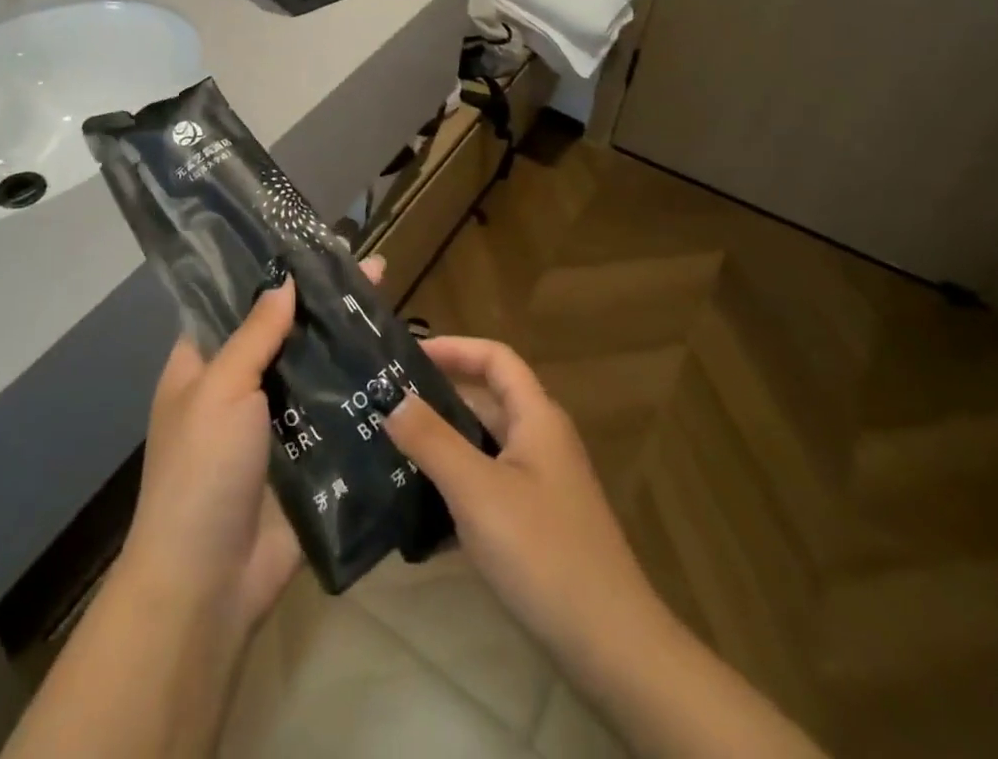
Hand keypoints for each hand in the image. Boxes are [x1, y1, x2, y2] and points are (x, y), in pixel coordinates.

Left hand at [117, 256, 385, 635]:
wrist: (209, 584)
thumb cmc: (201, 470)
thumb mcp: (221, 389)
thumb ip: (254, 334)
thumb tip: (284, 280)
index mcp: (203, 364)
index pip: (237, 302)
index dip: (272, 273)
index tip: (314, 245)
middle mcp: (238, 387)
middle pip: (284, 333)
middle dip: (323, 304)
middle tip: (373, 270)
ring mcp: (275, 424)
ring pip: (314, 370)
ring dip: (346, 344)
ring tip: (390, 305)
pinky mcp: (308, 458)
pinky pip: (335, 413)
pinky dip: (359, 390)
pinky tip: (396, 363)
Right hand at [384, 337, 670, 686]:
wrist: (611, 649)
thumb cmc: (543, 552)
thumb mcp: (477, 490)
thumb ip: (432, 440)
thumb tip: (392, 399)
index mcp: (536, 418)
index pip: (495, 358)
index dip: (453, 348)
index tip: (406, 356)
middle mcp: (541, 442)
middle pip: (486, 400)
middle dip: (438, 398)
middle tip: (386, 404)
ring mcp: (541, 486)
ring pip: (483, 447)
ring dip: (442, 445)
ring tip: (390, 450)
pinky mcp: (536, 526)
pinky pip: (487, 488)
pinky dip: (455, 489)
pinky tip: (417, 512)